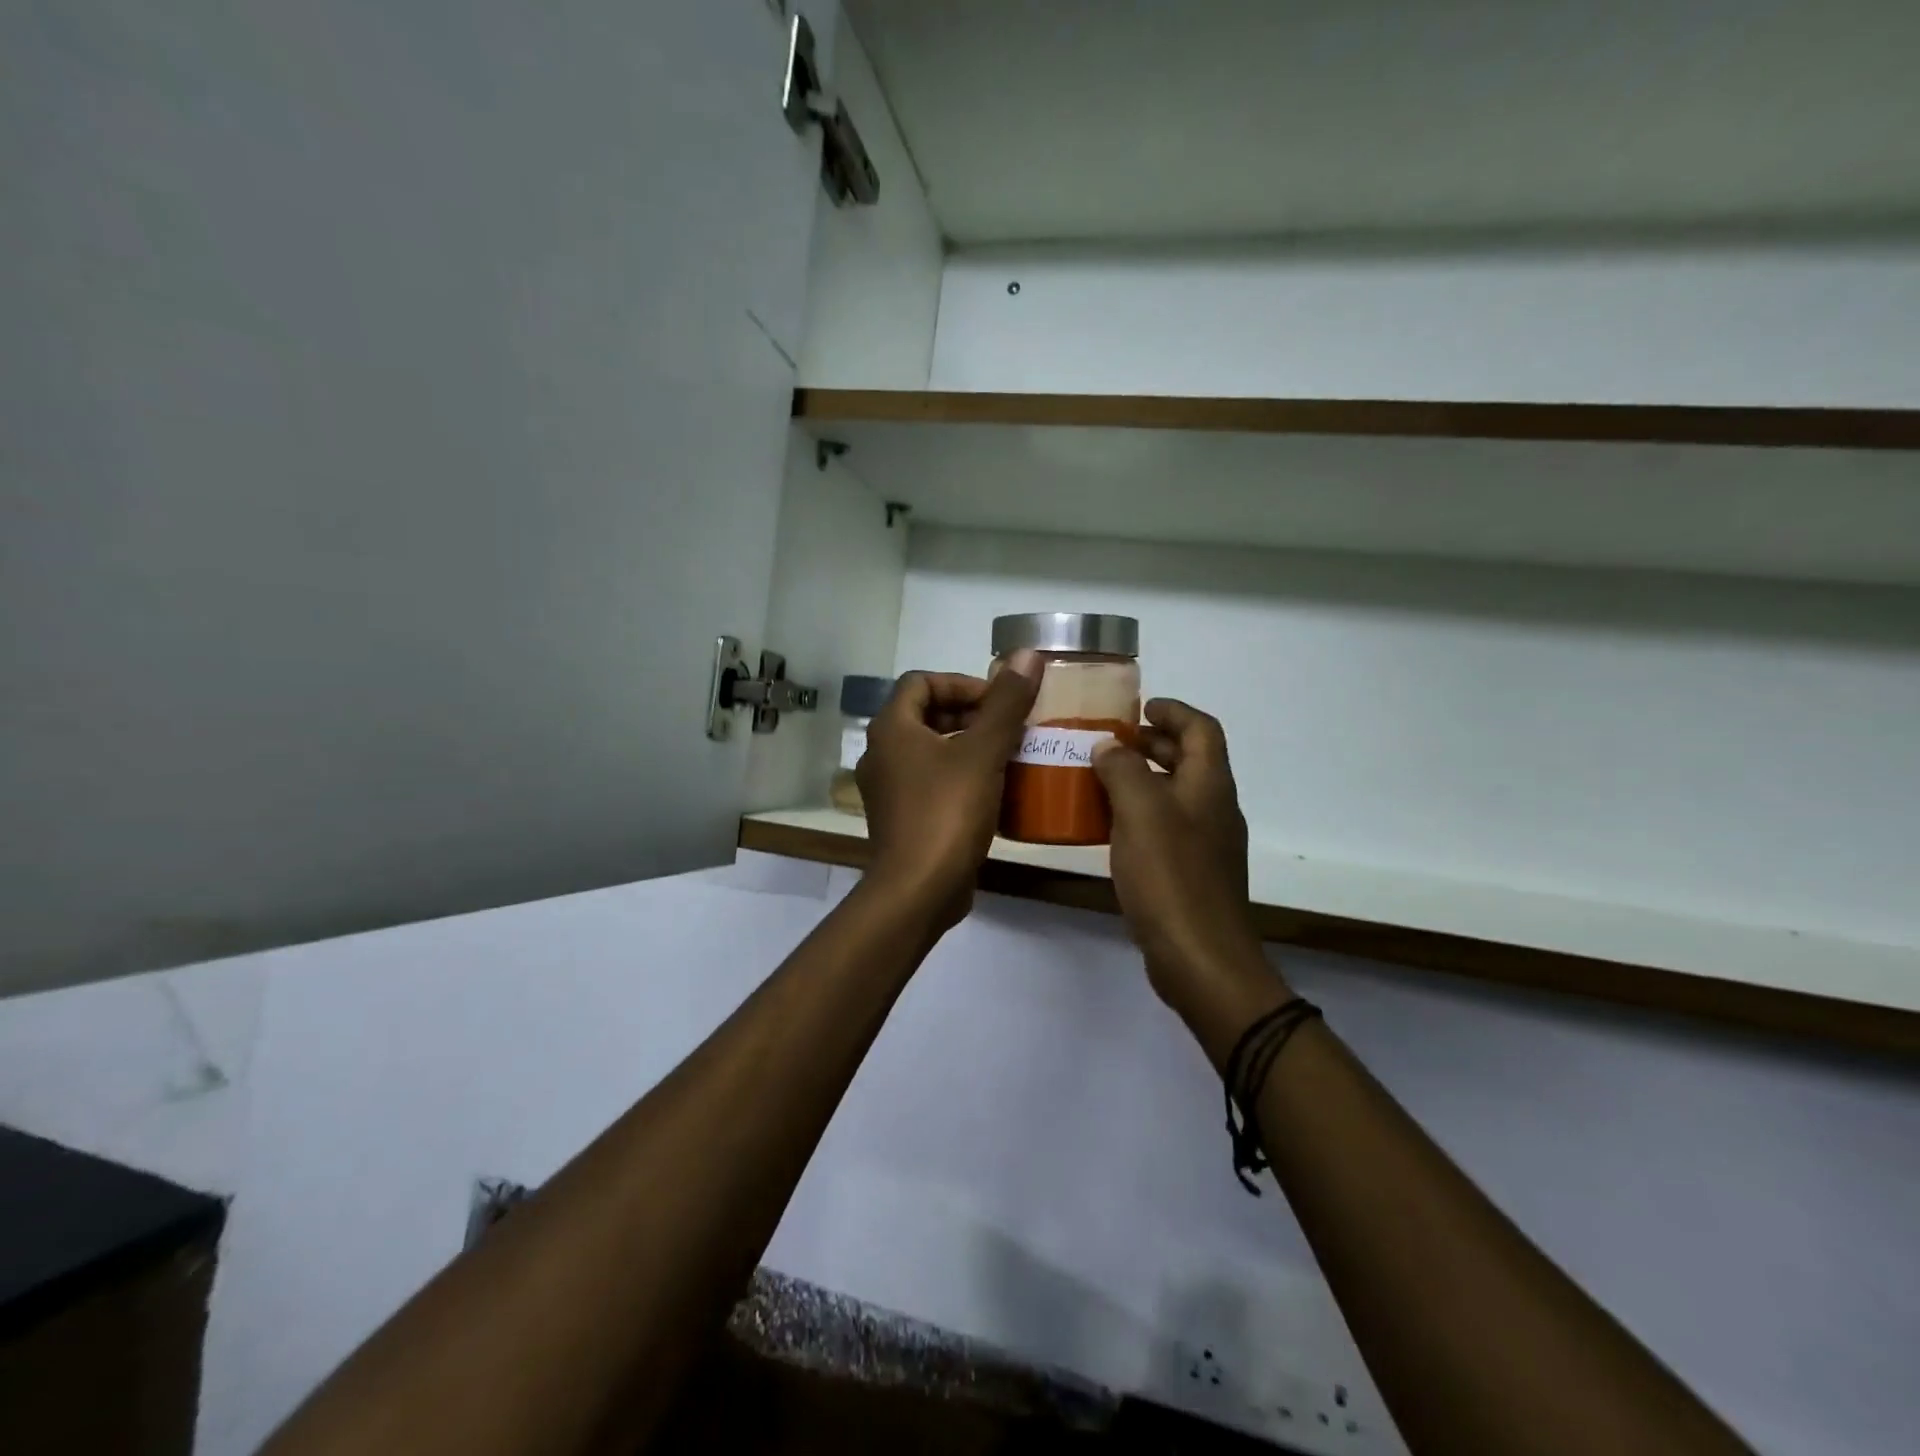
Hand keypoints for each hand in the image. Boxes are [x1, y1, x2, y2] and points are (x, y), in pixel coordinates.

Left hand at [856, 653, 1041, 931]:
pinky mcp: (901, 818)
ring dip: (967, 746)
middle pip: (925, 715)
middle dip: (969, 715)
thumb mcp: (983, 752)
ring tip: (1008, 754)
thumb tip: (1027, 654)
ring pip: (930, 751)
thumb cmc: (947, 812)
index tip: (999, 700)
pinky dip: (959, 776)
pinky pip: (931, 782)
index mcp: (891, 729)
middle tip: (1009, 726)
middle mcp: (881, 754)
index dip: (961, 683)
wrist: (919, 890)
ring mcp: (888, 789)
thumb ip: (1005, 703)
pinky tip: (993, 790)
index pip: (921, 682)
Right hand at [1092, 700, 1286, 1025]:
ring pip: (1175, 794)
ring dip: (1142, 779)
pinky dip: (1140, 814)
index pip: (1201, 729)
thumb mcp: (1139, 810)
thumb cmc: (1171, 875)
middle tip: (1110, 739)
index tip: (1139, 706)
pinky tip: (1108, 827)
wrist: (1200, 956)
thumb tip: (1108, 747)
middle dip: (1152, 743)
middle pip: (1189, 759)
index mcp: (1210, 784)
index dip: (1173, 711)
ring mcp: (1206, 843)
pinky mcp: (1191, 872)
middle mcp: (1214, 807)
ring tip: (1100, 777)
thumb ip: (1121, 770)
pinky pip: (1165, 827)